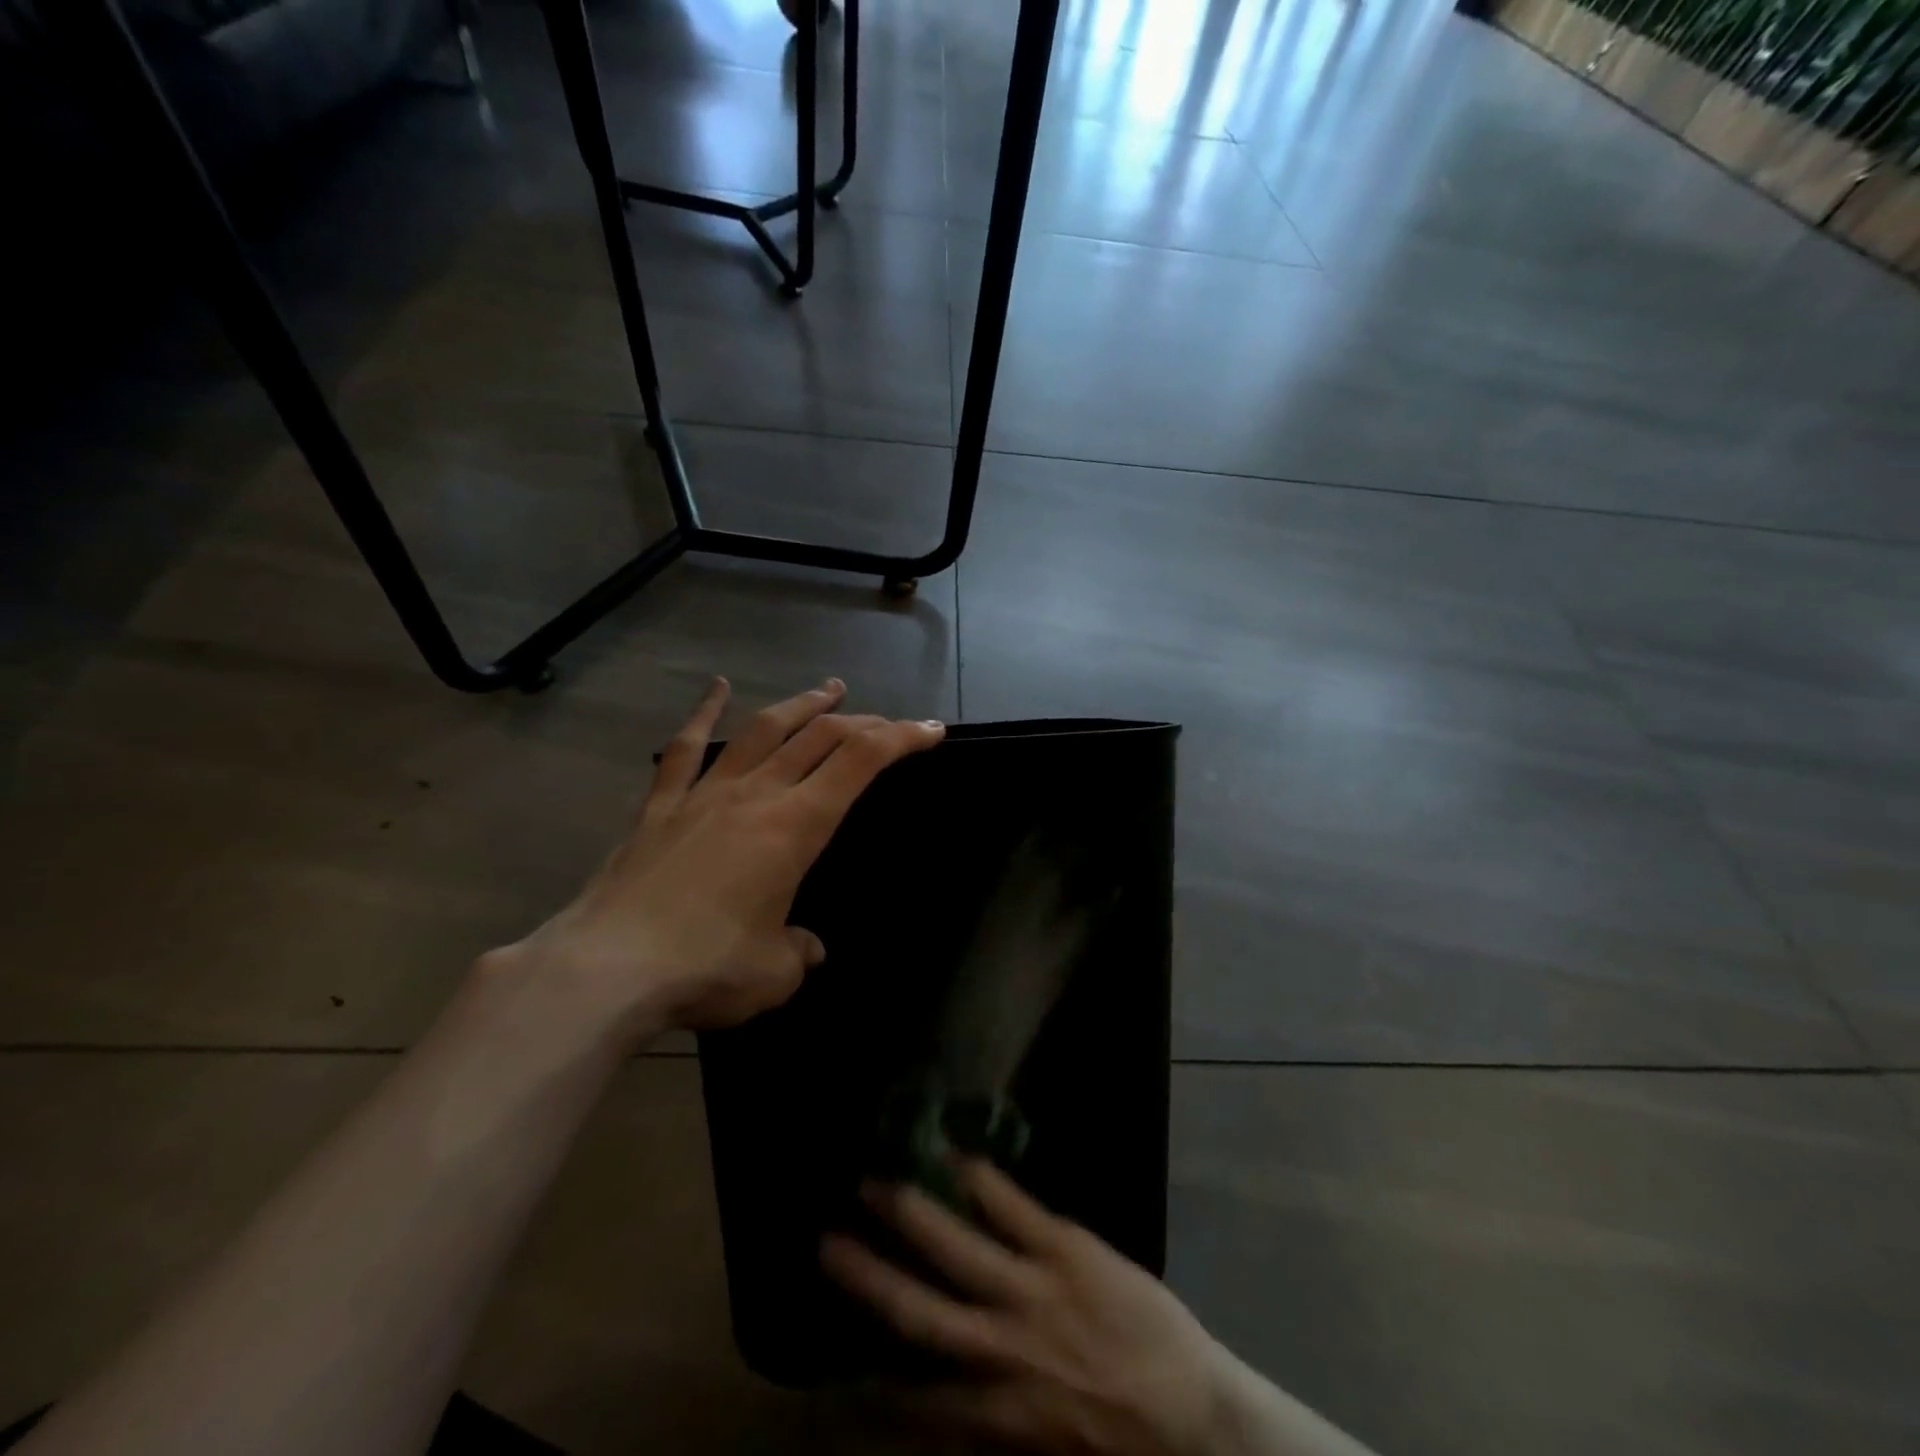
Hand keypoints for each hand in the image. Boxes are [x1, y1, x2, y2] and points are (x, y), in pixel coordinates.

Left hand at [507, 677, 942, 1038]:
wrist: (606, 968)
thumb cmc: (705, 968)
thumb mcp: (774, 973)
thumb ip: (798, 952)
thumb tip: (805, 948)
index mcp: (795, 827)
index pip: (860, 763)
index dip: (902, 738)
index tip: (931, 730)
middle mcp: (756, 796)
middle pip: (819, 738)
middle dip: (863, 722)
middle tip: (888, 721)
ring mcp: (705, 795)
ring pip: (763, 731)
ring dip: (802, 706)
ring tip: (830, 689)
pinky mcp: (661, 807)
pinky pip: (686, 749)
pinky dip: (704, 714)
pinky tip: (717, 688)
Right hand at [822, 1162, 1229, 1455]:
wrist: (1197, 1416)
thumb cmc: (1121, 1440)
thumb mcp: (1043, 1449)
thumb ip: (988, 1419)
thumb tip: (936, 1395)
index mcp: (994, 1412)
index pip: (913, 1395)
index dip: (867, 1378)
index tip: (831, 1356)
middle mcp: (999, 1349)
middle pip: (918, 1309)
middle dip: (869, 1275)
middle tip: (827, 1239)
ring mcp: (1031, 1289)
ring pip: (955, 1245)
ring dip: (910, 1212)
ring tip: (873, 1182)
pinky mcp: (1063, 1247)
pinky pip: (1010, 1205)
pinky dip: (978, 1177)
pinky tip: (954, 1150)